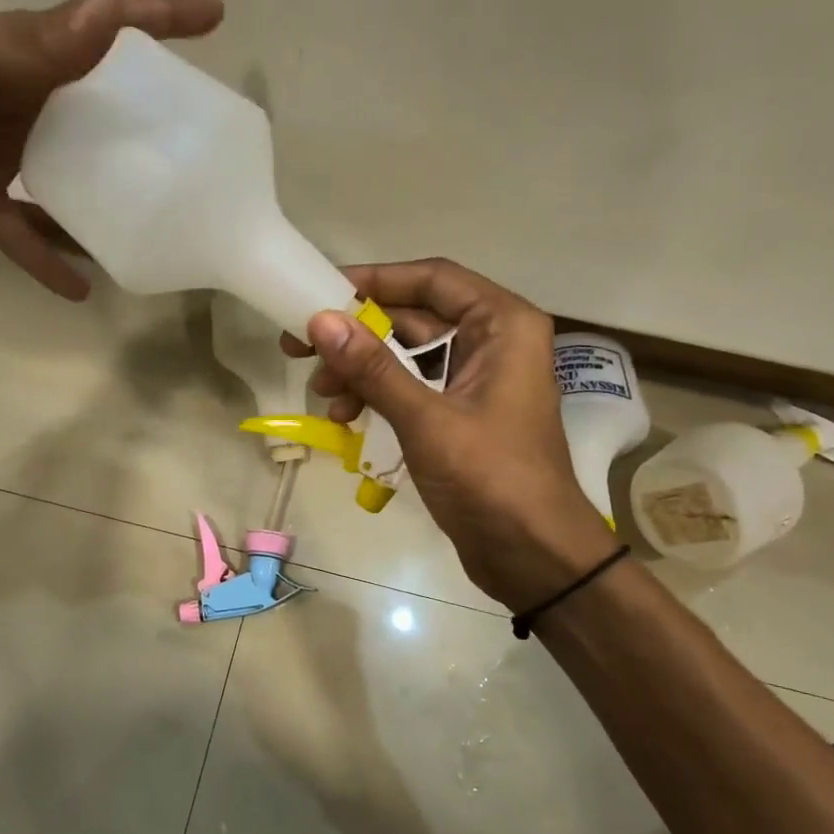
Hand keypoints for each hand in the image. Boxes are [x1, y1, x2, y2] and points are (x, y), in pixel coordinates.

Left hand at [0, 0, 222, 298]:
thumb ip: (30, 47)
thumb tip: (111, 19)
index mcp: (25, 52)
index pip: (104, 29)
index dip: (159, 19)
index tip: (215, 18)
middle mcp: (24, 101)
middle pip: (100, 118)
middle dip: (148, 132)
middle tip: (201, 158)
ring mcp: (0, 153)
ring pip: (70, 184)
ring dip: (108, 208)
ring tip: (157, 234)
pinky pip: (21, 233)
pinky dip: (47, 260)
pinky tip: (82, 288)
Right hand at [284, 259, 614, 610]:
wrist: (533, 554)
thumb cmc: (491, 478)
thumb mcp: (426, 419)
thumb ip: (373, 368)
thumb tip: (320, 320)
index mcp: (503, 325)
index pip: (432, 279)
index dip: (376, 280)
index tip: (322, 291)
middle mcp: (493, 342)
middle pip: (415, 317)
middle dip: (359, 332)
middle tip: (301, 344)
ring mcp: (477, 380)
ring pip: (408, 356)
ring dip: (362, 369)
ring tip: (322, 392)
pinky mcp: (461, 415)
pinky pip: (412, 389)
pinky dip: (378, 397)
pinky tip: (346, 417)